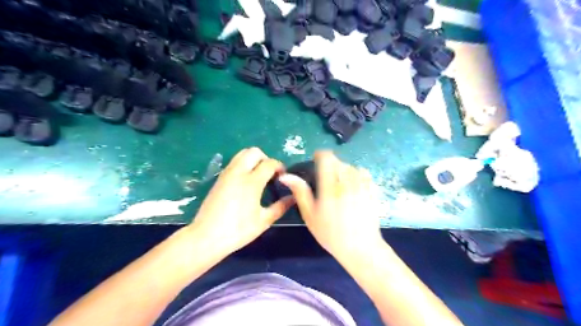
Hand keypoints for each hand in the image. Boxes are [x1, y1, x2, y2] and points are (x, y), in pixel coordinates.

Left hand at [187, 148, 292, 257]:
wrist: (206, 237)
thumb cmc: (238, 230)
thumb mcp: (264, 221)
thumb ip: (281, 207)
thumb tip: (294, 197)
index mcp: (252, 182)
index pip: (269, 163)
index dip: (280, 167)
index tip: (283, 177)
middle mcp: (238, 172)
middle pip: (254, 151)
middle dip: (266, 158)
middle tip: (270, 174)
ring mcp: (226, 174)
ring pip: (242, 154)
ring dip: (253, 160)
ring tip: (259, 176)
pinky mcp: (219, 178)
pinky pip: (234, 162)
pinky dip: (243, 164)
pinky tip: (246, 182)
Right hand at [279, 152, 384, 257]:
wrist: (360, 247)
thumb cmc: (331, 233)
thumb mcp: (310, 215)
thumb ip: (300, 192)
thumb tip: (286, 176)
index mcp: (330, 186)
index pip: (327, 158)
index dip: (320, 155)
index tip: (315, 161)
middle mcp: (347, 181)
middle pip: (338, 161)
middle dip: (330, 165)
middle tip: (325, 179)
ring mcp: (362, 185)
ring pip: (351, 166)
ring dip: (343, 170)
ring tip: (339, 184)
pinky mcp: (372, 190)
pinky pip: (363, 173)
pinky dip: (356, 175)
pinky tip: (353, 187)